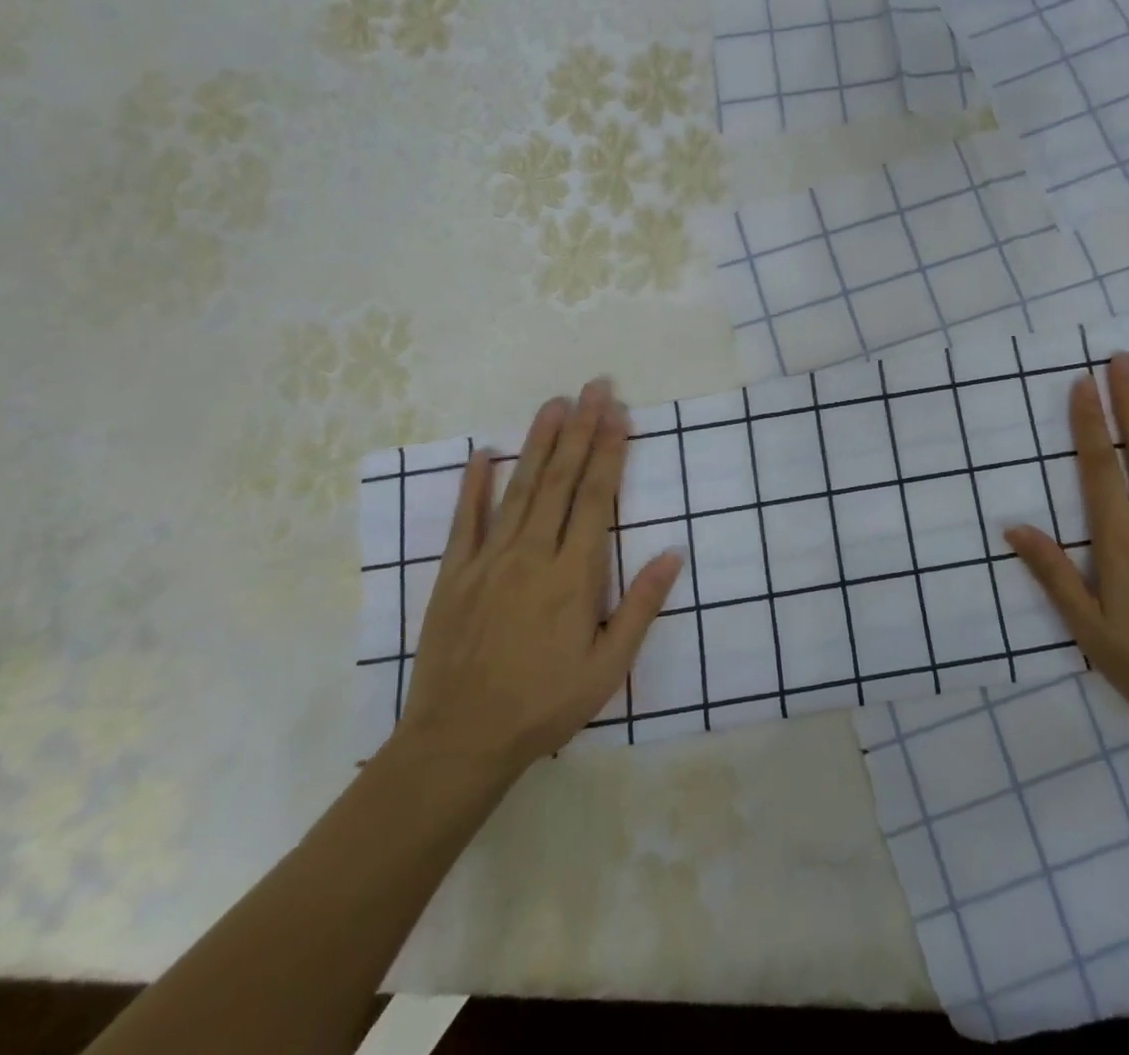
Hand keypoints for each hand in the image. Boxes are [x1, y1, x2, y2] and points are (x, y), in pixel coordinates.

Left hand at [395, 378, 682, 778]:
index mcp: (573, 575)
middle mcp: (532, 555)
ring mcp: (488, 561)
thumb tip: (674, 553)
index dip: (610, 451)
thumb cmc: (545, 704)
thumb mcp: (608, 666)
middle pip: (560, 480)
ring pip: (518, 489)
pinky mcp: (454, 576)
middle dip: (581, 429)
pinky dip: (473, 485)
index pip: (596, 497)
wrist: (459, 741)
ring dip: (538, 442)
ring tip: (554, 403)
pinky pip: (464, 522)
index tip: (619, 413)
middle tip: (594, 387)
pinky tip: (482, 453)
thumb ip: (641, 606)